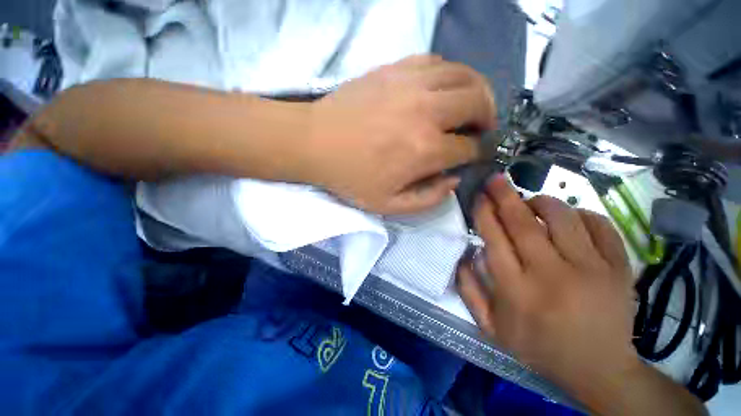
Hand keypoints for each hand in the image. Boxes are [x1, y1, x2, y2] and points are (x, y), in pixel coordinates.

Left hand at [305, 55, 495, 213]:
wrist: (315, 143)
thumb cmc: (351, 178)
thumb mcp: (390, 205)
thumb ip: (428, 198)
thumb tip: (454, 180)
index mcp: (426, 149)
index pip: (471, 147)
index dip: (479, 152)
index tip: (476, 154)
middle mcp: (427, 111)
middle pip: (478, 102)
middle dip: (488, 117)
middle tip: (480, 128)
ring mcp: (411, 83)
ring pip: (464, 75)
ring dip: (476, 91)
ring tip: (469, 106)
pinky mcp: (395, 68)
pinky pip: (436, 62)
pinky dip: (449, 75)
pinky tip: (441, 89)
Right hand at [457, 175, 639, 405]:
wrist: (599, 370)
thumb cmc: (538, 347)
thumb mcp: (491, 328)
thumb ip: (469, 290)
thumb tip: (465, 254)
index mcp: (516, 290)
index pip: (494, 238)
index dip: (484, 213)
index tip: (479, 196)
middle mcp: (551, 275)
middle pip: (523, 223)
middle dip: (504, 195)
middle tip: (495, 179)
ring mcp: (591, 270)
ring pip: (562, 217)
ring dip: (541, 201)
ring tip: (531, 201)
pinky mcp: (619, 269)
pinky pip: (601, 225)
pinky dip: (582, 213)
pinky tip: (570, 217)